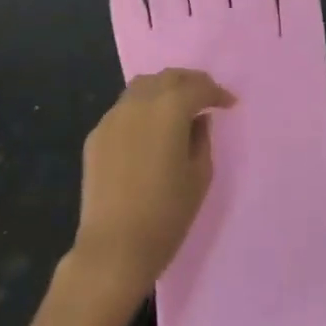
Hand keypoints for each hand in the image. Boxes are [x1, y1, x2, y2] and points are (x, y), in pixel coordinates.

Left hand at [68, 69, 233, 306]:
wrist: (114, 248)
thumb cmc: (167, 214)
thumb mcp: (199, 175)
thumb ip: (201, 138)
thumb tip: (197, 120)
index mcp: (169, 109)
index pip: (198, 88)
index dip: (217, 93)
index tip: (229, 104)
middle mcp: (138, 103)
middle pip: (168, 77)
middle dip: (191, 82)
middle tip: (206, 97)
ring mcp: (112, 118)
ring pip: (142, 86)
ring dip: (164, 89)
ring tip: (178, 107)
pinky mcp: (96, 135)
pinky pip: (124, 109)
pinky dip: (142, 109)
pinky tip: (150, 129)